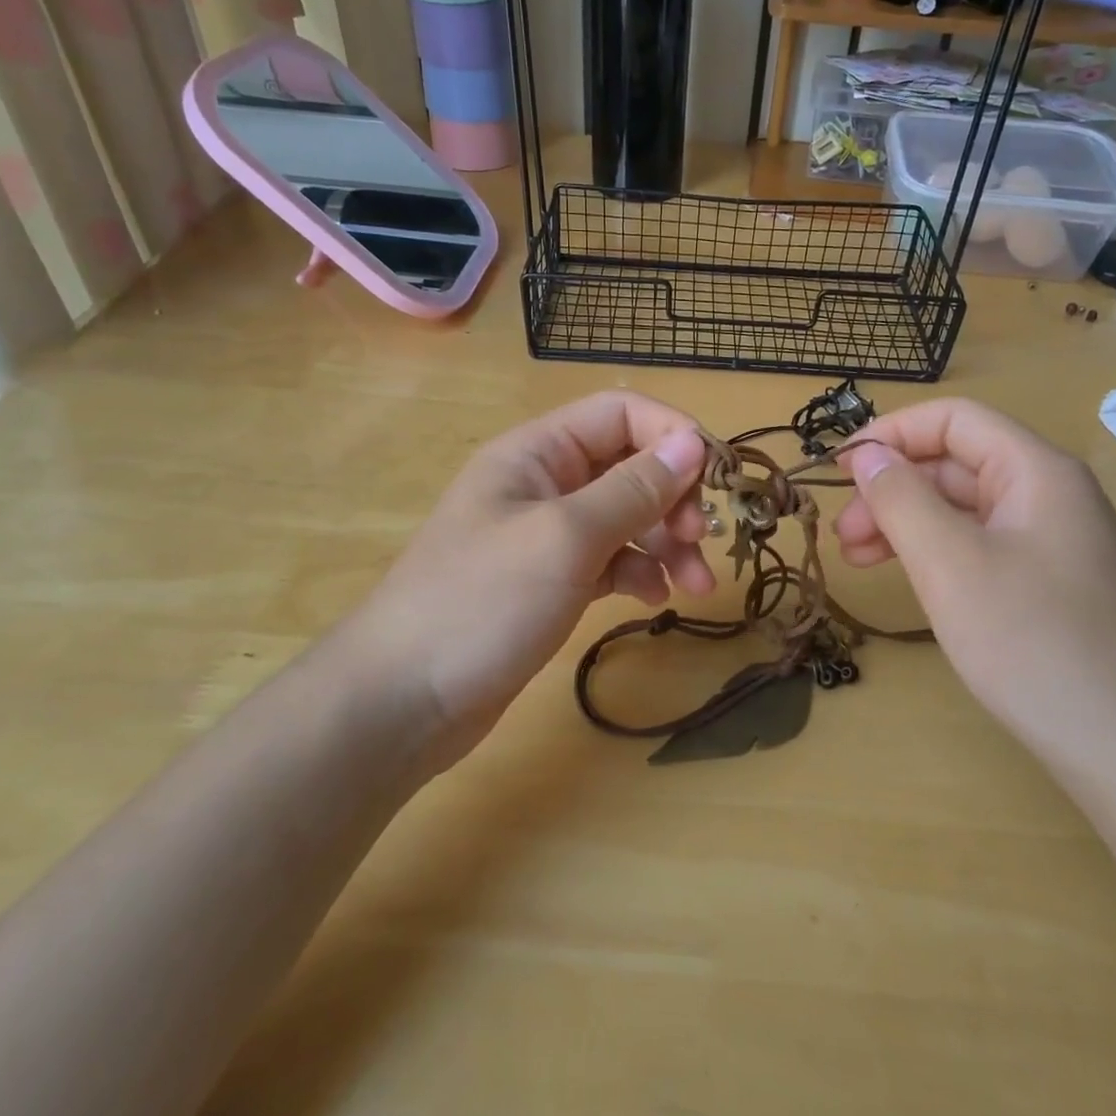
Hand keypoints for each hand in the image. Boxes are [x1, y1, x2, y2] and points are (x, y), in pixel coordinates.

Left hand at [350, 392, 715, 763]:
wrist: (401, 701)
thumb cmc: (482, 603)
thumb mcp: (566, 538)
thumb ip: (633, 489)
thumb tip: (693, 443)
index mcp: (537, 451)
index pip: (621, 414)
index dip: (673, 435)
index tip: (715, 480)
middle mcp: (543, 482)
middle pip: (629, 465)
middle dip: (675, 497)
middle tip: (704, 541)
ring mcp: (544, 533)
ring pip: (625, 516)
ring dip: (666, 541)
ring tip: (697, 586)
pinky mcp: (548, 580)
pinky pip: (608, 559)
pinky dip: (637, 571)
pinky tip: (654, 598)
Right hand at [834, 399, 1115, 788]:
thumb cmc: (1033, 643)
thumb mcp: (949, 564)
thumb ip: (900, 499)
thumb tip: (866, 454)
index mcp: (1036, 471)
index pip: (953, 420)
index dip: (890, 434)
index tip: (839, 471)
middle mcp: (1050, 494)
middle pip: (956, 464)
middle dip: (892, 490)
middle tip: (843, 535)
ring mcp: (1054, 542)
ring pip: (964, 509)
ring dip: (907, 524)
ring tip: (858, 559)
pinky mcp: (1052, 585)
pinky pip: (982, 546)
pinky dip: (936, 554)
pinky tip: (909, 580)